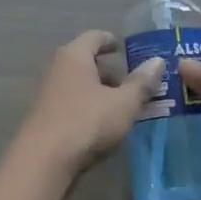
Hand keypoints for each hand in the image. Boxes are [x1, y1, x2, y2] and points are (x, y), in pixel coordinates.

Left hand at [13, 30, 164, 178]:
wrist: (42, 161)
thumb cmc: (86, 122)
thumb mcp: (123, 103)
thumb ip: (141, 83)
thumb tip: (158, 61)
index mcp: (75, 56)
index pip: (94, 37)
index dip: (110, 41)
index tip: (124, 48)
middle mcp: (57, 69)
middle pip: (85, 61)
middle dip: (108, 71)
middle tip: (131, 84)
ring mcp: (48, 94)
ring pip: (78, 85)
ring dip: (99, 92)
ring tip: (121, 107)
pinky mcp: (45, 117)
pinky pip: (71, 103)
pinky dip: (88, 107)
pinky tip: (102, 125)